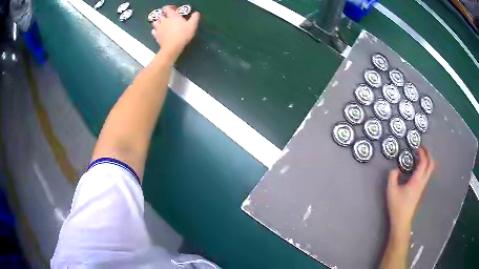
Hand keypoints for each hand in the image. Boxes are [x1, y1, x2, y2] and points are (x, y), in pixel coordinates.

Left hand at [151, 5, 199, 60]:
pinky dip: (155, 30)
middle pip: (160, 15)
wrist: (172, 47)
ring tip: (162, 24)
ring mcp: (159, 28)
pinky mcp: (156, 35)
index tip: (174, 10)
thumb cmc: (183, 35)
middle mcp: (164, 20)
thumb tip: (196, 13)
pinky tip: (159, 31)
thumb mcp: (193, 25)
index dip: (169, 7)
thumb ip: (195, 17)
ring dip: (158, 22)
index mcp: (172, 16)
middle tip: (169, 18)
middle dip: (164, 15)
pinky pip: (153, 31)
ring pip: (155, 22)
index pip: (167, 8)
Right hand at [386, 147, 434, 236]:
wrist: (401, 220)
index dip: (422, 152)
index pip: (424, 162)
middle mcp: (422, 182)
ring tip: (420, 155)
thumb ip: (392, 176)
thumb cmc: (397, 206)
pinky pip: (426, 174)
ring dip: (427, 160)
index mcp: (416, 181)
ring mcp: (422, 186)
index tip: (416, 146)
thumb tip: (396, 168)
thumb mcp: (391, 190)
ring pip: (430, 170)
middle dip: (428, 154)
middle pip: (431, 165)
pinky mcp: (420, 189)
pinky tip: (417, 167)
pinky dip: (425, 166)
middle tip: (422, 148)